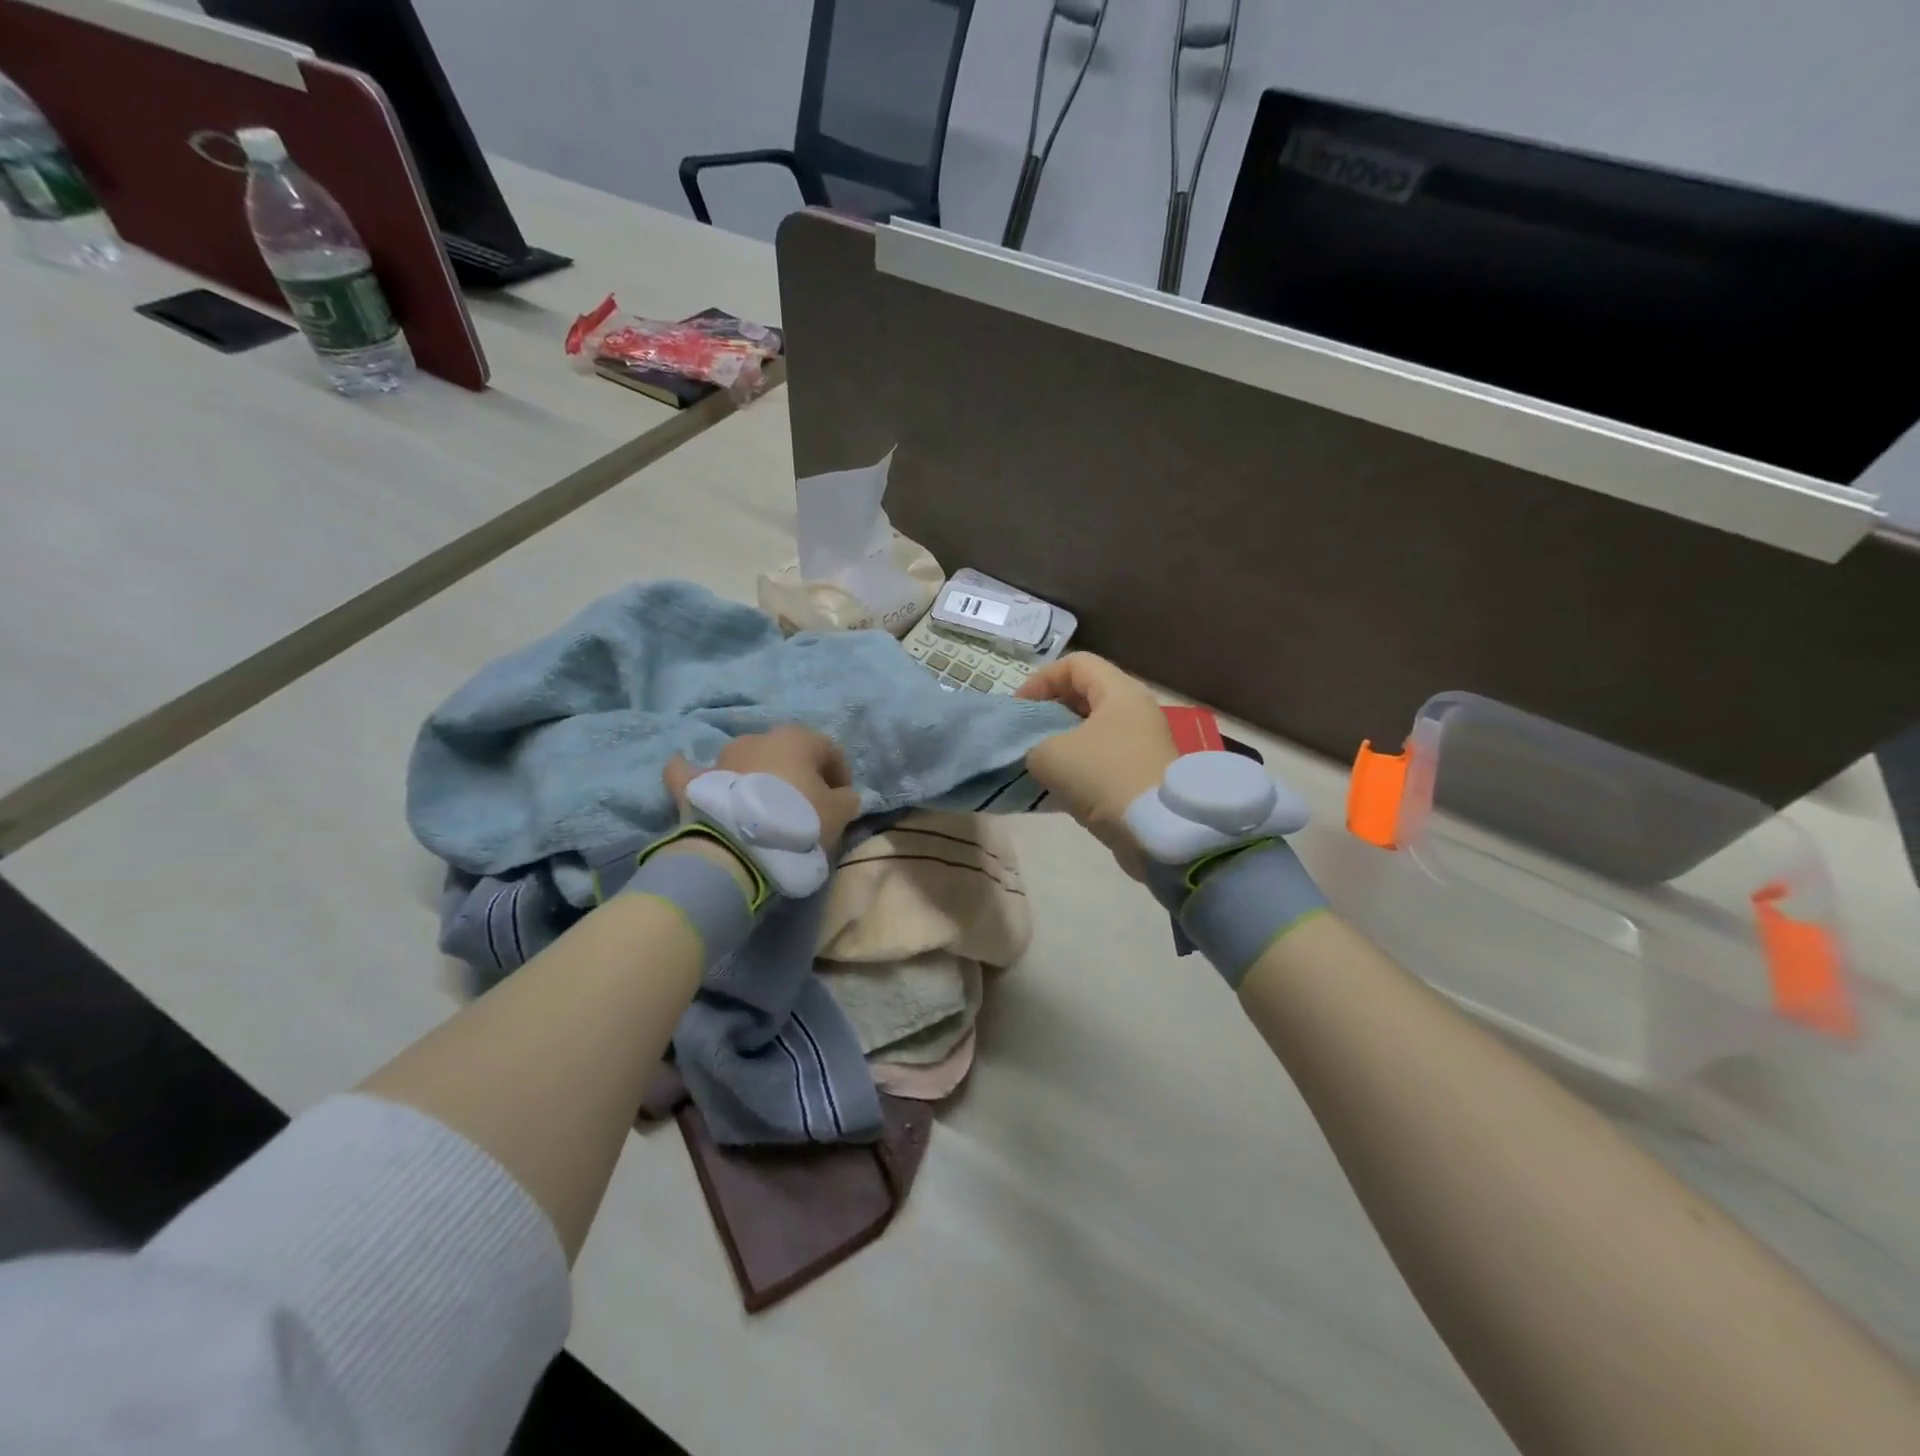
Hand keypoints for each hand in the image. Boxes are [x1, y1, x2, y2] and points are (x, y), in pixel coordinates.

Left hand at [664, 726, 861, 850]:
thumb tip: (843, 795)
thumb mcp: (840, 814)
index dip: (840, 773)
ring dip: (757, 775)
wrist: (738, 848)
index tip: (843, 799)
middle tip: (806, 803)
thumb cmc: (798, 822)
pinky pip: (692, 772)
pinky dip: (696, 773)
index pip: (828, 749)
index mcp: (797, 738)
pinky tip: (691, 772)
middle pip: (786, 752)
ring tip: (765, 806)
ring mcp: (722, 758)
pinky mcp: (694, 782)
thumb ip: (847, 799)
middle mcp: (758, 738)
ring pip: (746, 760)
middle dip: (798, 773)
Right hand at [1016, 653, 1177, 878]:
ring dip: (1064, 740)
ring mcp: (1143, 743)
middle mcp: (1136, 710)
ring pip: (1095, 728)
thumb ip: (1032, 744)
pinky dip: (1080, 764)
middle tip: (1027, 733)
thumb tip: (1039, 753)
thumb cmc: (1104, 777)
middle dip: (1052, 709)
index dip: (1041, 679)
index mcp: (1120, 692)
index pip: (1075, 664)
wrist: (1157, 831)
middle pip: (1087, 694)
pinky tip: (1061, 785)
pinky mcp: (1143, 772)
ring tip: (1040, 760)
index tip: (1019, 709)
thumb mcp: (1050, 755)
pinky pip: (1104, 756)